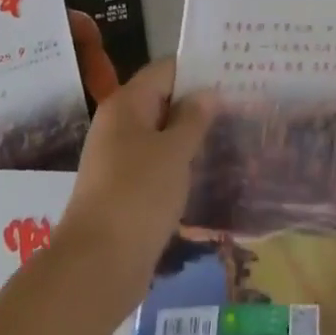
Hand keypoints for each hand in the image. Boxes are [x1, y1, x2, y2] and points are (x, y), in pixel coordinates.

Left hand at [59, 58, 212, 302]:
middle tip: (238, 107)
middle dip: (197, 105)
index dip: (197, 69)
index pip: (166, 70)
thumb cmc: (139, 195)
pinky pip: (154, 164)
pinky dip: (177, 165)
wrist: (97, 265)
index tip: (231, 74)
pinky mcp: (122, 189)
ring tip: (229, 139)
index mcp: (127, 103)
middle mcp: (118, 123)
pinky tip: (205, 174)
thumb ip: (193, 119)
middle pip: (162, 100)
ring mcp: (117, 157)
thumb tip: (207, 93)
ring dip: (189, 137)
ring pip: (160, 135)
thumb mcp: (175, 153)